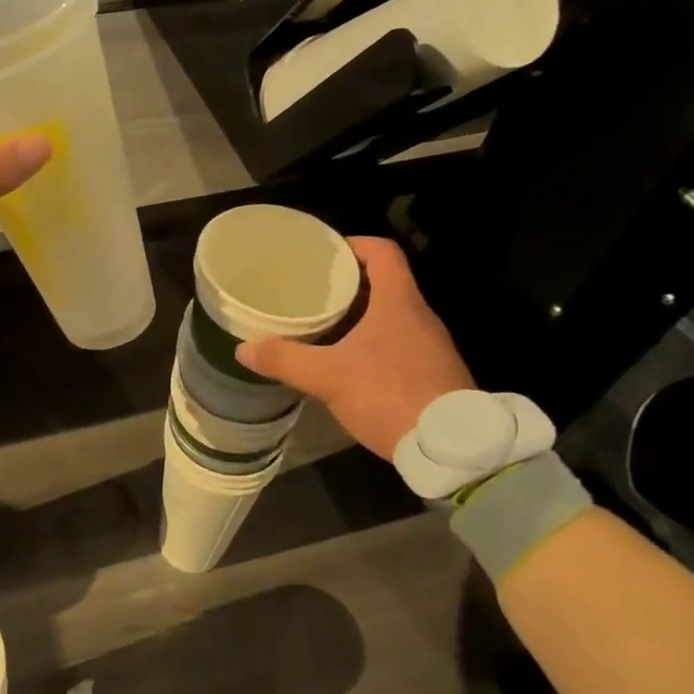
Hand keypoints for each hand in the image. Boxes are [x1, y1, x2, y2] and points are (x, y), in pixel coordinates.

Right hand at [237, 236, 473, 459]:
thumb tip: (244, 348)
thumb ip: (285, 359)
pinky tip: (350, 364)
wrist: (450, 448)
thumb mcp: (328, 377)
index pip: (382, 252)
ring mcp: (432, 346)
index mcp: (399, 302)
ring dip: (361, 316)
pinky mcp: (435, 373)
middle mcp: (421, 316)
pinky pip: (400, 344)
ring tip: (325, 326)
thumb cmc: (388, 394)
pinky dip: (374, 343)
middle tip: (313, 293)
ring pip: (393, 316)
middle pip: (386, 283)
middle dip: (349, 284)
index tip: (325, 254)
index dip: (353, 245)